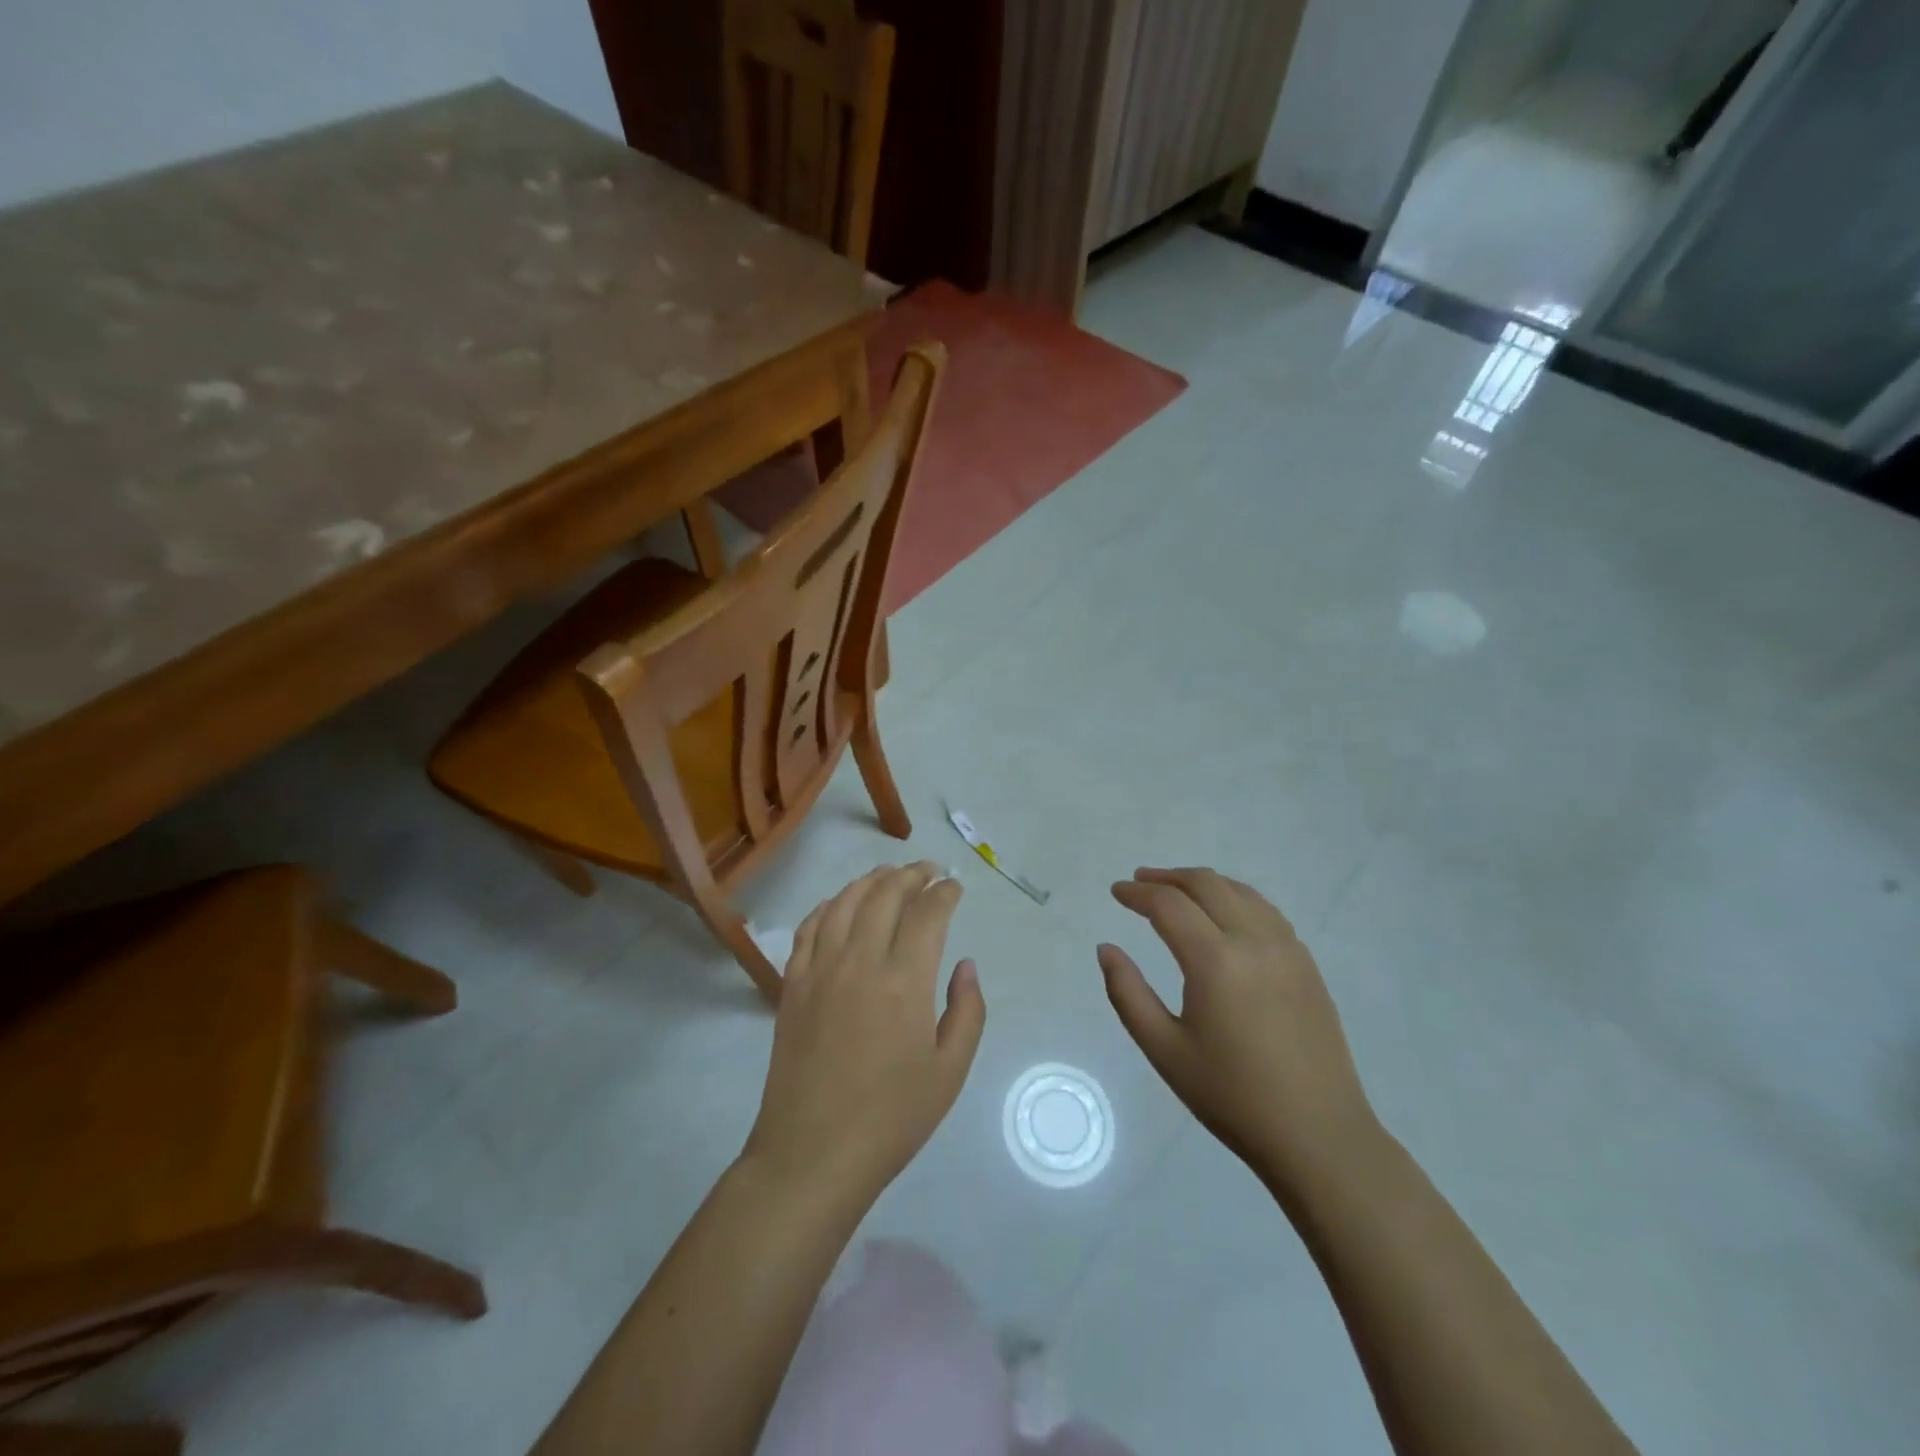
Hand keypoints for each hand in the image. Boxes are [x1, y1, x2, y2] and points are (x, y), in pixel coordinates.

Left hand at [742, 863, 985, 1209]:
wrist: (813, 1153)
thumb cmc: (892, 1118)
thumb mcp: (950, 1071)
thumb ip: (967, 1011)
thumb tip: (965, 965)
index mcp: (905, 980)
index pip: (928, 913)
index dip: (945, 892)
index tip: (955, 887)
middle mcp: (861, 960)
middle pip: (886, 894)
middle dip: (912, 874)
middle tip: (929, 871)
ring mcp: (820, 969)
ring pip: (845, 902)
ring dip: (871, 880)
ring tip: (889, 874)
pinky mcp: (792, 984)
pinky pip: (810, 927)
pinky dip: (829, 905)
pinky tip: (840, 904)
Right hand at [1099, 867, 1378, 1196]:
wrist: (1319, 1136)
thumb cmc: (1232, 1097)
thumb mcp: (1165, 1050)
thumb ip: (1127, 993)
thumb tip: (1107, 949)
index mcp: (1216, 962)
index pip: (1169, 905)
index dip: (1138, 893)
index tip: (1116, 892)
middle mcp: (1255, 942)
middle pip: (1207, 884)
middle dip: (1168, 877)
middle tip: (1140, 882)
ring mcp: (1288, 950)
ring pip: (1240, 891)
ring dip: (1203, 883)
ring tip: (1176, 891)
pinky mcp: (1307, 964)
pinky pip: (1265, 911)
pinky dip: (1235, 898)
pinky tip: (1223, 915)